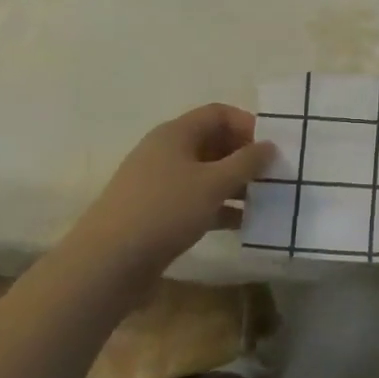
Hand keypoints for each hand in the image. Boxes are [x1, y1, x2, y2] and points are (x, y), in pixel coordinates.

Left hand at [66, 103, 272, 288]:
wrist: (106, 264)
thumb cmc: (164, 211)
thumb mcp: (213, 184)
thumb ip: (246, 162)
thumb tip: (270, 145)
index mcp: (176, 133)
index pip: (218, 113)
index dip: (247, 125)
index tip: (271, 148)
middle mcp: (166, 151)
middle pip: (213, 142)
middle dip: (244, 157)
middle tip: (272, 176)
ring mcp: (158, 183)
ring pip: (205, 174)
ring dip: (234, 185)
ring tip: (263, 202)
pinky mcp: (155, 213)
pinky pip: (194, 200)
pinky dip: (218, 207)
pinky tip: (241, 225)